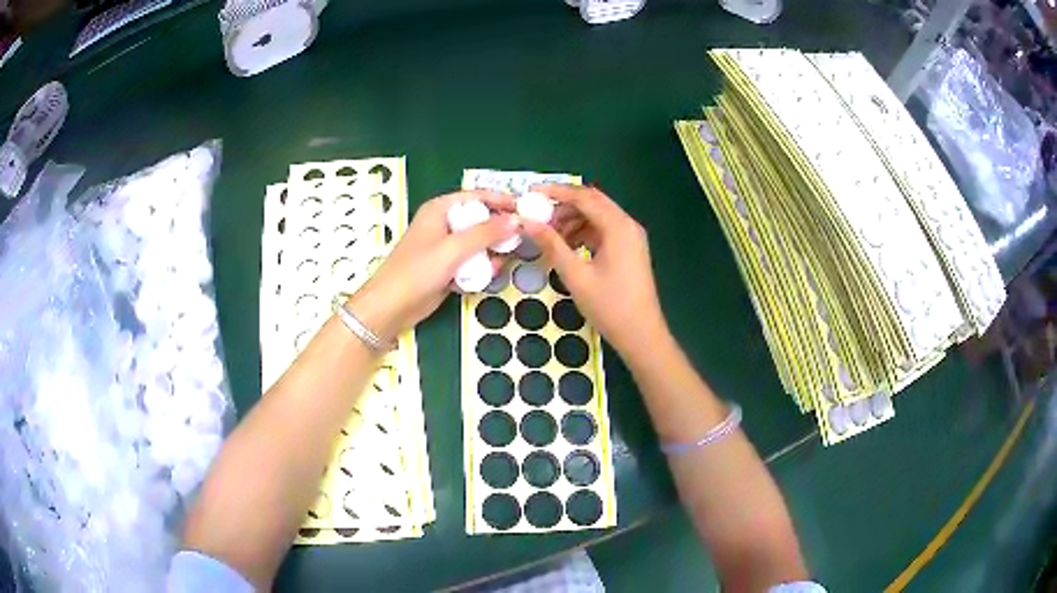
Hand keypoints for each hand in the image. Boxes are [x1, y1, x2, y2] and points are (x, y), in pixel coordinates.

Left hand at [347, 190, 517, 342]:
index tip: (526, 210)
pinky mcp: (447, 268)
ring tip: (497, 265)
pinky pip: (472, 262)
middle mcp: (444, 224)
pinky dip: (480, 268)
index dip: (502, 201)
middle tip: (520, 241)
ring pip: (479, 244)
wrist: (391, 308)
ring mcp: (445, 247)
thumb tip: (517, 221)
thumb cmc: (417, 272)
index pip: (477, 197)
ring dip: (490, 254)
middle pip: (480, 220)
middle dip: (499, 232)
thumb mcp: (453, 249)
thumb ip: (486, 233)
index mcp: (440, 209)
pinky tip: (485, 278)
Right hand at [523, 185, 667, 359]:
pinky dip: (583, 234)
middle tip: (537, 216)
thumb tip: (527, 222)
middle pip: (592, 203)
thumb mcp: (576, 275)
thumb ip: (552, 245)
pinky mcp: (629, 250)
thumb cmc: (609, 306)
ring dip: (572, 221)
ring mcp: (631, 238)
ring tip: (548, 236)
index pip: (584, 197)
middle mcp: (628, 225)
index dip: (556, 193)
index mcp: (618, 227)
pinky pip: (603, 232)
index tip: (531, 194)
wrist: (641, 335)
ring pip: (597, 217)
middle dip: (563, 207)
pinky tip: (567, 247)